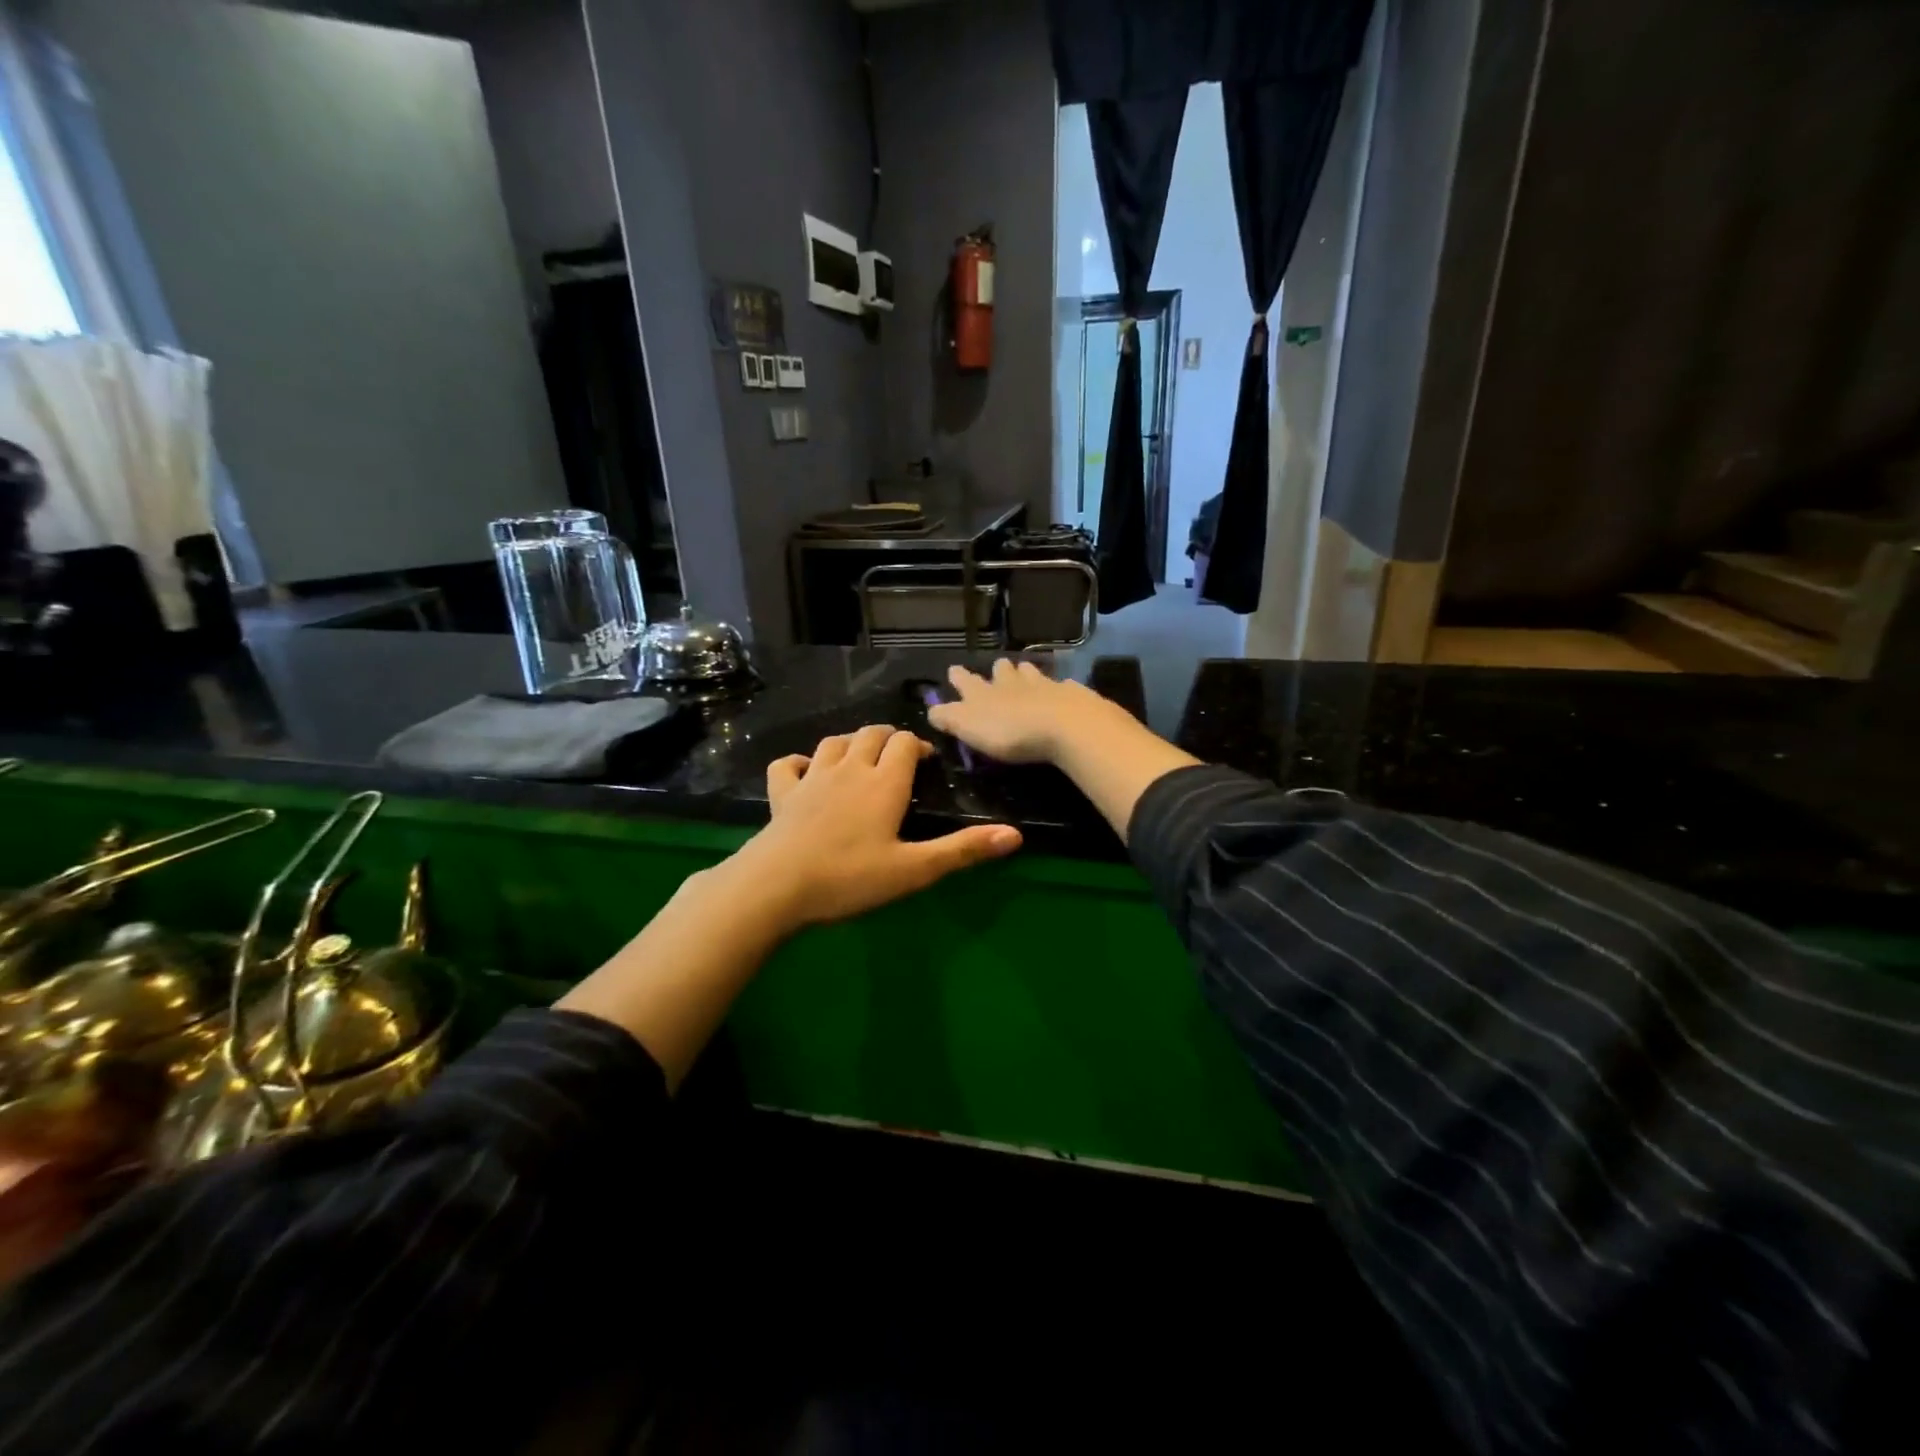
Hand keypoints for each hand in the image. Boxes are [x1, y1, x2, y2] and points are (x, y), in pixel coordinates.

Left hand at [744, 724, 1022, 926]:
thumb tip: (1016, 835)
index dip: (918, 745)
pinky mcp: (781, 794)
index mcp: (884, 783)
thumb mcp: (914, 870)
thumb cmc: (850, 878)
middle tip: (899, 758)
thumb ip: (963, 850)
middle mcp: (849, 769)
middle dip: (888, 738)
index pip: (904, 743)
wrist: (776, 886)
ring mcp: (812, 778)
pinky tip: (806, 771)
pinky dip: (799, 761)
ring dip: (851, 743)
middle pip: (871, 734)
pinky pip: (788, 764)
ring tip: (861, 758)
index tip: (925, 762)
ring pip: (834, 742)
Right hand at [925, 660, 1125, 763]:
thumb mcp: (969, 727)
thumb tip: (931, 710)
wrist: (1064, 725)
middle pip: (1002, 671)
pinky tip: (1062, 690)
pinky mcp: (1071, 695)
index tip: (953, 669)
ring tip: (1025, 671)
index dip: (959, 677)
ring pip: (1031, 672)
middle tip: (998, 668)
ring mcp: (1044, 685)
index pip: (966, 682)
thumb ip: (949, 718)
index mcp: (984, 693)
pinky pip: (1062, 687)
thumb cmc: (1009, 731)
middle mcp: (1012, 683)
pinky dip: (1058, 688)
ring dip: (1026, 672)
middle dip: (997, 670)